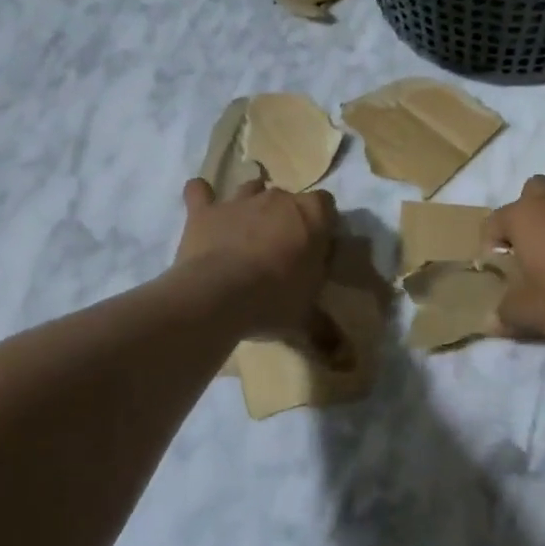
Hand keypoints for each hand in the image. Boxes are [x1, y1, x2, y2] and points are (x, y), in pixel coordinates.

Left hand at [174, 176, 336, 337]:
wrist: (219, 296)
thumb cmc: (274, 301)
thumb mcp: (306, 319)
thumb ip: (326, 330)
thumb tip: (344, 357)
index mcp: (311, 217)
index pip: (326, 205)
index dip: (322, 224)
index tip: (317, 247)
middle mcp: (277, 199)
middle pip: (287, 197)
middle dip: (286, 217)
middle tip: (282, 248)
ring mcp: (238, 202)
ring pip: (250, 188)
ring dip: (250, 202)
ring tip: (247, 227)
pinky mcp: (204, 212)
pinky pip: (199, 192)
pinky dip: (200, 196)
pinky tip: (200, 201)